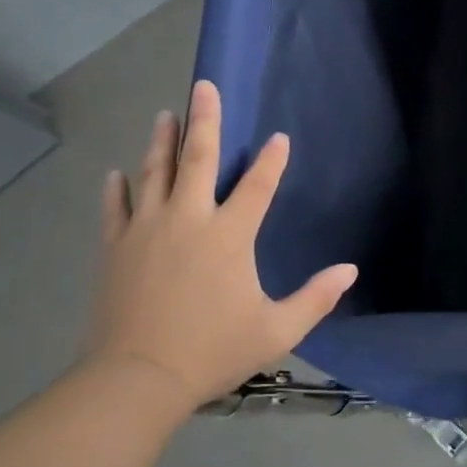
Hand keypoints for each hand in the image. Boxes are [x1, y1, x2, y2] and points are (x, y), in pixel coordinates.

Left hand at [87, 80, 356, 408]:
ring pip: (154, 174)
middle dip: (205, 121)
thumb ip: (316, 297)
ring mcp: (147, 231)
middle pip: (198, 160)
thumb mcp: (277, 330)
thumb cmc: (213, 351)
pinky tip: (116, 172)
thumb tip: (350, 270)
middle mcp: (188, 221)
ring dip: (161, 141)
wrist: (136, 379)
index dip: (272, 161)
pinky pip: (116, 208)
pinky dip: (117, 188)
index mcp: (229, 237)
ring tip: (165, 113)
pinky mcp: (117, 248)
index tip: (279, 138)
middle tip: (203, 87)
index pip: (258, 187)